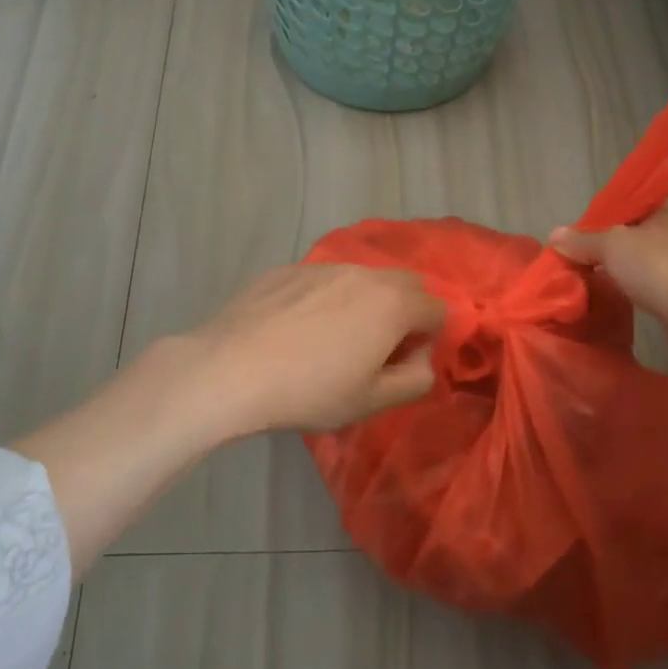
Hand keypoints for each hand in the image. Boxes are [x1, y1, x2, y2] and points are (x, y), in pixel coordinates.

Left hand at [184, 263, 446, 435]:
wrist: (230, 370)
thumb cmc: (310, 391)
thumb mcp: (372, 401)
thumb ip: (415, 379)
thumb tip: (419, 358)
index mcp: (393, 303)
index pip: (437, 309)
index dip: (427, 340)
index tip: (398, 366)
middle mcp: (363, 274)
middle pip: (404, 284)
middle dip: (402, 313)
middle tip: (373, 350)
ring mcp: (321, 267)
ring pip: (360, 279)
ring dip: (362, 304)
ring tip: (329, 341)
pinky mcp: (285, 270)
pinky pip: (321, 281)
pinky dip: (323, 300)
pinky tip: (294, 332)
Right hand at [549, 195, 667, 361]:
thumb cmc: (661, 267)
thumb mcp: (612, 246)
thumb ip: (582, 239)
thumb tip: (554, 235)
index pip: (637, 199)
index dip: (609, 212)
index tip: (586, 231)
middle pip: (643, 229)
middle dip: (616, 243)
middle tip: (586, 256)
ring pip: (653, 257)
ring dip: (630, 267)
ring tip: (600, 277)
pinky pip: (663, 281)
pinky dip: (644, 286)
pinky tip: (625, 296)